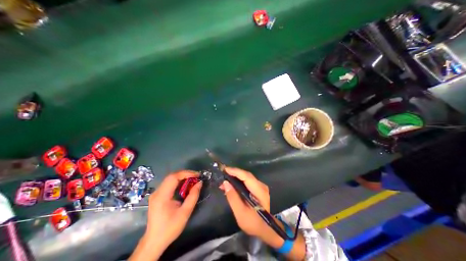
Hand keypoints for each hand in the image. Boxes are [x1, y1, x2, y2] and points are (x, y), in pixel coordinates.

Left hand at [143, 171, 200, 254]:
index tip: (197, 175)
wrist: (154, 242)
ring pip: (170, 178)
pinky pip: (168, 183)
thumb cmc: (170, 228)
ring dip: (182, 177)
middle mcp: (157, 192)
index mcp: (162, 196)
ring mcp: (156, 193)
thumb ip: (193, 196)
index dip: (186, 173)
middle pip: (172, 176)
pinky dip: (178, 181)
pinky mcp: (157, 196)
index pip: (174, 177)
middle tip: (196, 177)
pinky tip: (184, 185)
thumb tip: (200, 183)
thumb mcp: (185, 212)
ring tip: (192, 179)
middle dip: (185, 174)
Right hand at [221, 167, 282, 245]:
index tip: (225, 169)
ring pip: (247, 178)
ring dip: (236, 177)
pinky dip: (240, 181)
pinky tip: (233, 185)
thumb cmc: (255, 224)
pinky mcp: (260, 189)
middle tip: (223, 175)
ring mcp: (262, 187)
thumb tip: (226, 183)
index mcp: (259, 191)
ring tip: (225, 181)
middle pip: (246, 175)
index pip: (246, 176)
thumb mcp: (241, 214)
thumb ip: (233, 198)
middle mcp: (262, 186)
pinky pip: (248, 182)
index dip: (235, 171)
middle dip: (234, 174)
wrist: (268, 230)